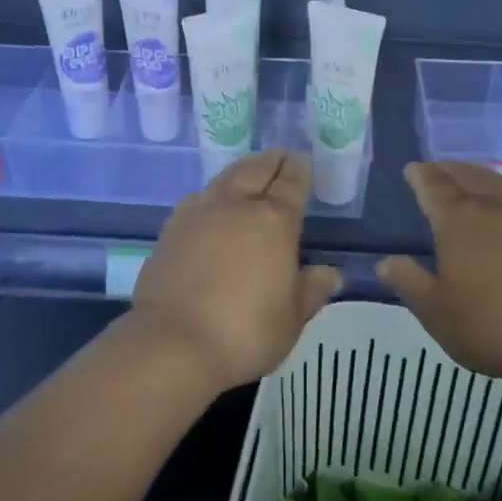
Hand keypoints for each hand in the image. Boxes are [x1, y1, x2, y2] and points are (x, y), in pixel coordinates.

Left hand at [129, 150, 342, 392]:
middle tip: (280, 156)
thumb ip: (312, 289)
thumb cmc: (245, 331)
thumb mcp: (292, 318)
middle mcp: (235, 207)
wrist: (172, 344)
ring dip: (240, 171)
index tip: (302, 159)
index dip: (299, 171)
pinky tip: (211, 202)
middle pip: (255, 171)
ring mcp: (198, 215)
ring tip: (248, 172)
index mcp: (273, 221)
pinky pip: (197, 199)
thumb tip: (331, 273)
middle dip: (270, 162)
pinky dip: (212, 193)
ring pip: (224, 180)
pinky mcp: (170, 231)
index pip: (291, 185)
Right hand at [378, 161, 501, 383]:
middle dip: (448, 169)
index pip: (433, 187)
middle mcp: (493, 208)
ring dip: (478, 175)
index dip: (420, 176)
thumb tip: (385, 262)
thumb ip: (410, 283)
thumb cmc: (493, 325)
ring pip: (498, 183)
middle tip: (436, 168)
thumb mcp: (437, 313)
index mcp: (458, 222)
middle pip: (467, 177)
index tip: (412, 168)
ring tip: (469, 177)